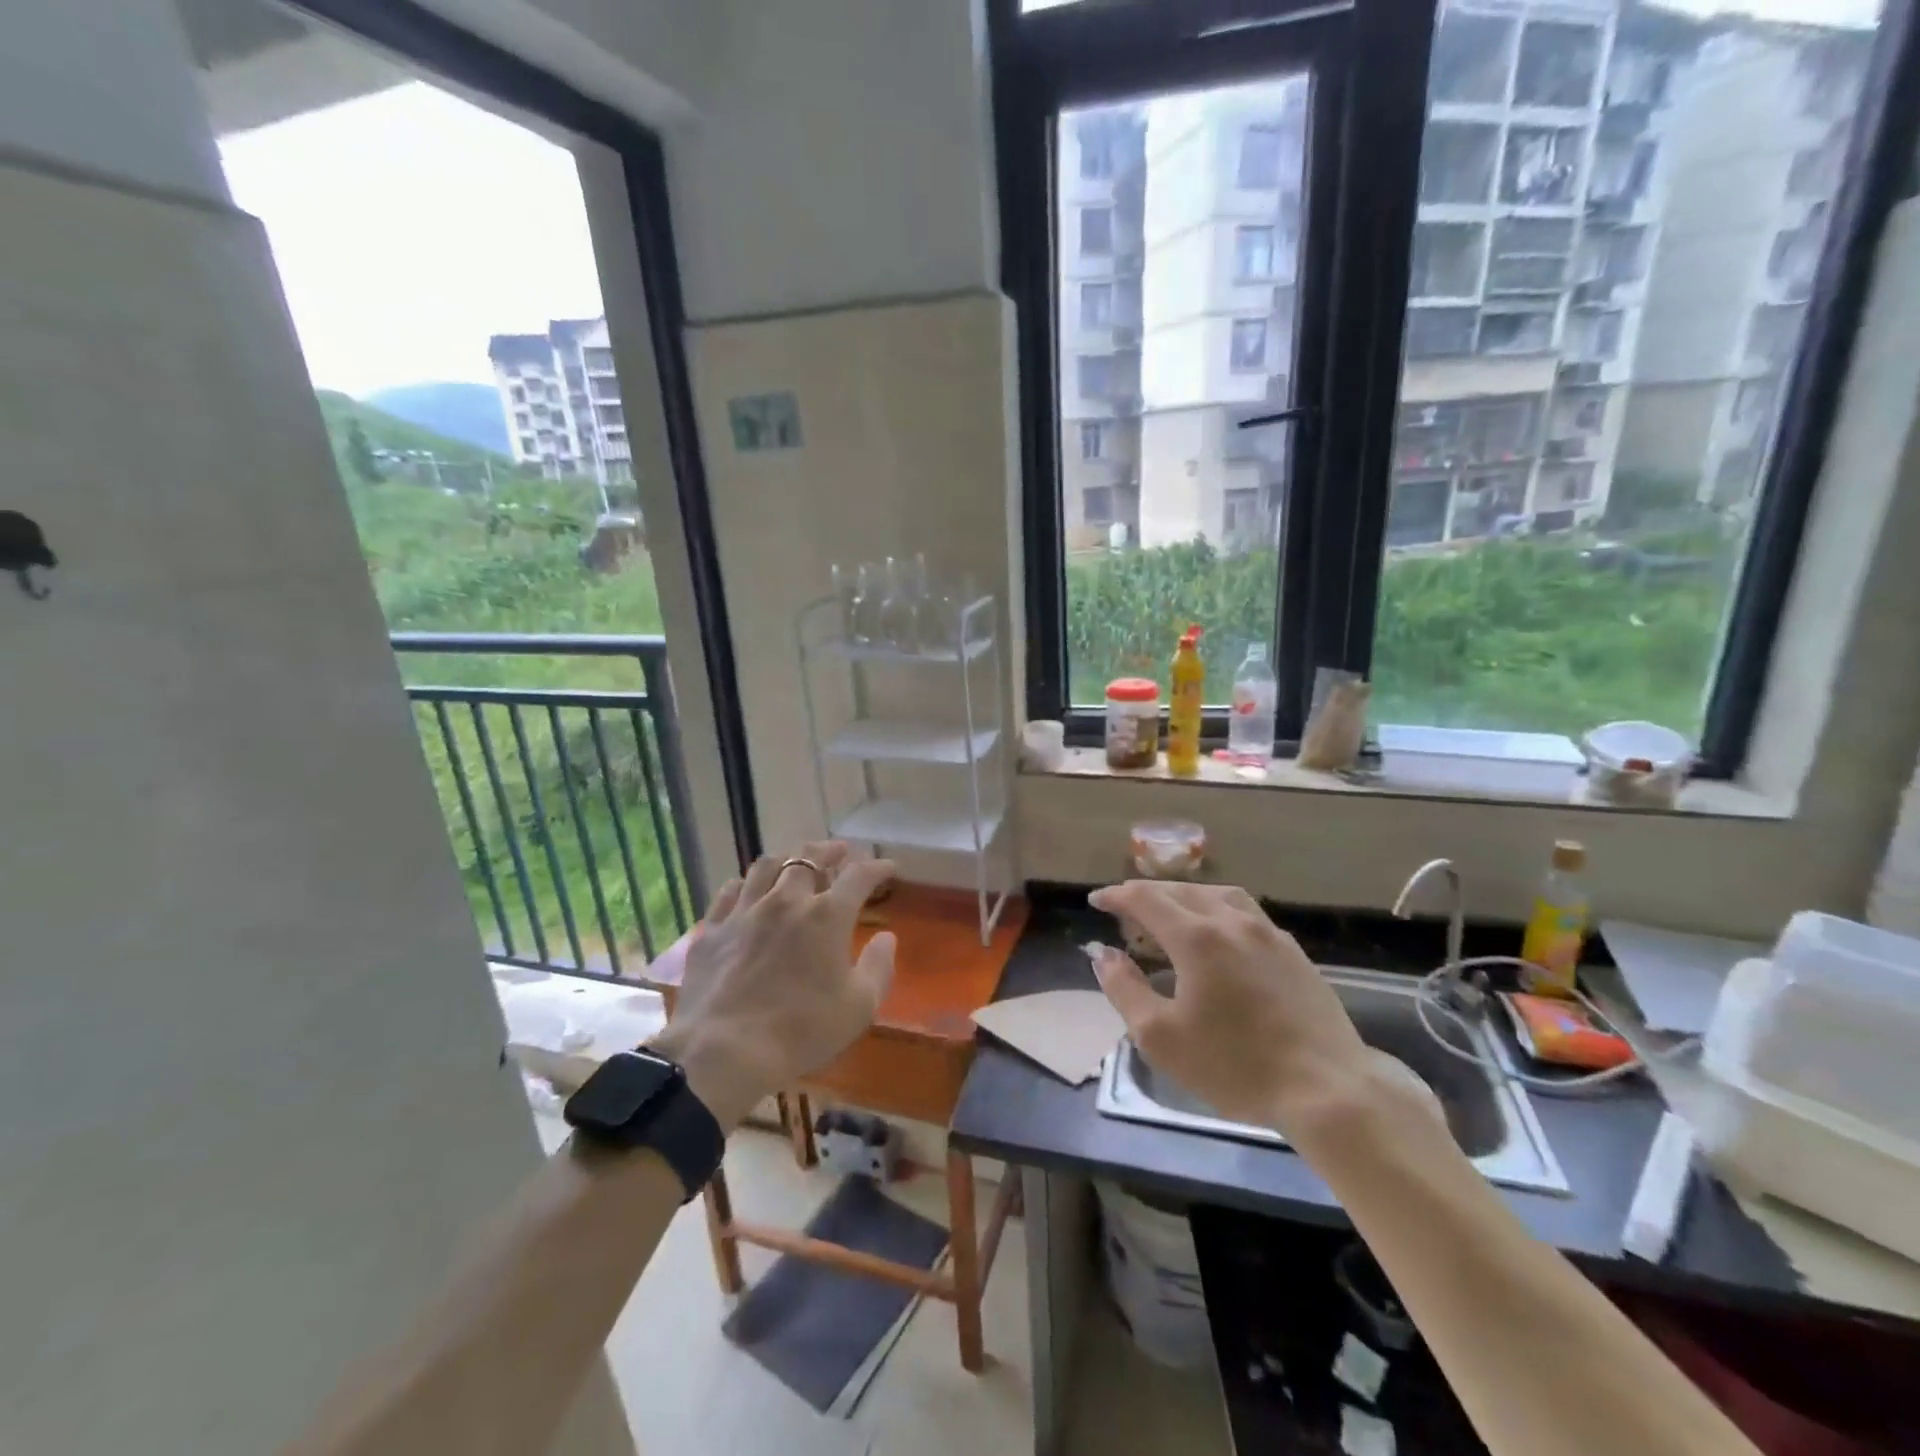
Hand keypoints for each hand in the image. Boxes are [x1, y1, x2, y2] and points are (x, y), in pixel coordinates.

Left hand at [650, 842, 896, 1130]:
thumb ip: (879, 967)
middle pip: (808, 858)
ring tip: (794, 865)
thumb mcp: (859, 1007)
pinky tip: (748, 891)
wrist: (722, 1052)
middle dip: (829, 851)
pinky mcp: (712, 930)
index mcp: (827, 916)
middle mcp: (786, 901)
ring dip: (786, 860)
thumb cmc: (801, 1031)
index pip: (859, 876)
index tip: (887, 867)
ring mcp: (744, 912)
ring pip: (765, 866)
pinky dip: (745, 885)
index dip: (876, 867)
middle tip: (839, 852)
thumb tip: (887, 937)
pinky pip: (729, 892)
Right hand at [1087, 881, 1376, 1137]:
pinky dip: (1216, 909)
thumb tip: (1103, 954)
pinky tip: (1217, 934)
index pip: (1145, 898)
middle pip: (1179, 890)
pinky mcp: (1291, 949)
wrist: (1326, 1088)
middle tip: (1125, 910)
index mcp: (1196, 936)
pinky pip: (1244, 911)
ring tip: (1169, 913)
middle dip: (1146, 895)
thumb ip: (1123, 988)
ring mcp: (1267, 932)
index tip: (1096, 901)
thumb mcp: (1160, 1036)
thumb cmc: (1234, 1065)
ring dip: (1184, 896)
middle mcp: (1230, 920)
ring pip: (1216, 894)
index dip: (1116, 895)